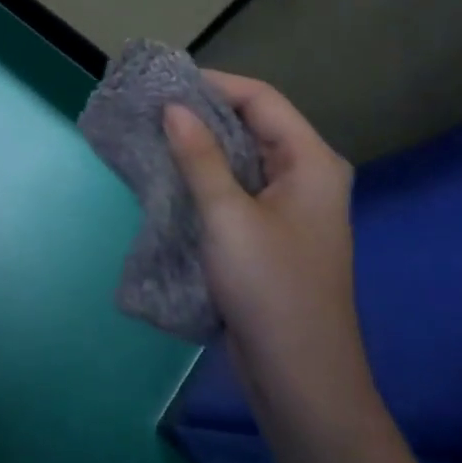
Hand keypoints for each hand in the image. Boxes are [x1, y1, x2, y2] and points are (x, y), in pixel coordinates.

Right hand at [164, 74, 367, 422]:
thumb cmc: (270, 290)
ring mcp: (289, 206)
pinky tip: (170, 174)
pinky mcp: (270, 232)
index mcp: (312, 162)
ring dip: (200, 144)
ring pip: (241, 157)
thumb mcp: (228, 217)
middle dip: (203, 112)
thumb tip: (173, 107)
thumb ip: (200, 157)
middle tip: (150, 105)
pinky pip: (236, 187)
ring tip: (151, 133)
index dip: (214, 84)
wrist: (301, 379)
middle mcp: (306, 175)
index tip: (163, 83)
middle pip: (252, 124)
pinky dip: (205, 175)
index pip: (261, 99)